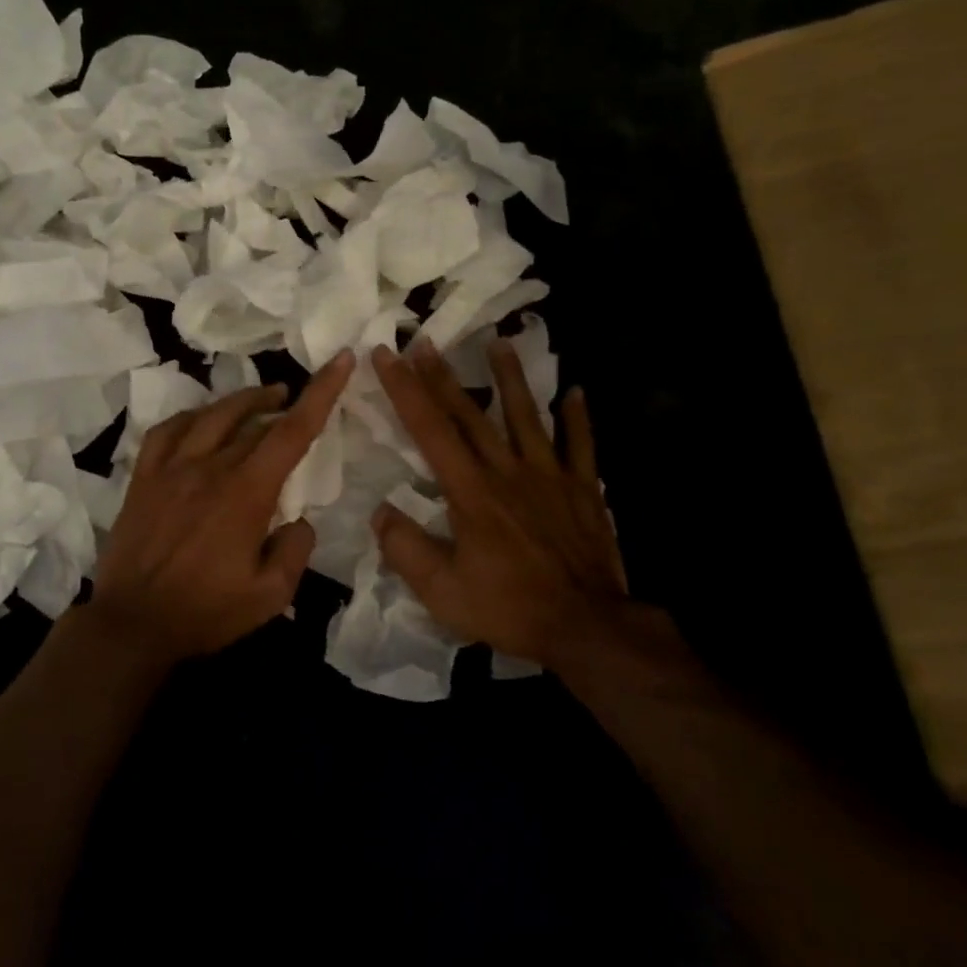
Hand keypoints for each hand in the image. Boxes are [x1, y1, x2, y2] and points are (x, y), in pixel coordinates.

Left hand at [86, 351, 354, 664]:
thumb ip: (295, 551)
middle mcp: (210, 468)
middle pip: (255, 421)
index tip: (340, 360)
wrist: (132, 625)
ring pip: (212, 415)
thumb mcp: (270, 596)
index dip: (321, 392)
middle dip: (284, 403)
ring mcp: (171, 469)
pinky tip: (202, 421)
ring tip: (263, 398)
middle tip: (297, 400)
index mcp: (246, 493)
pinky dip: (192, 417)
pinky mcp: (143, 478)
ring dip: (243, 401)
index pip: (292, 432)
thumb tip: (299, 520)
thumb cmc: (205, 613)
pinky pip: (167, 430)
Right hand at [371, 337, 670, 674]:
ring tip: (499, 343)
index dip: (406, 390)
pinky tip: (575, 391)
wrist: (586, 626)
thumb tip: (380, 512)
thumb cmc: (509, 608)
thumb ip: (406, 549)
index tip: (386, 356)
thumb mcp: (442, 592)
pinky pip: (581, 446)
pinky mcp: (584, 490)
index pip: (431, 431)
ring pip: (527, 417)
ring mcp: (551, 477)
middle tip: (425, 340)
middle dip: (443, 376)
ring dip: (511, 378)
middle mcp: (508, 472)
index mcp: (471, 493)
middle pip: (472, 415)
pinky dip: (578, 418)